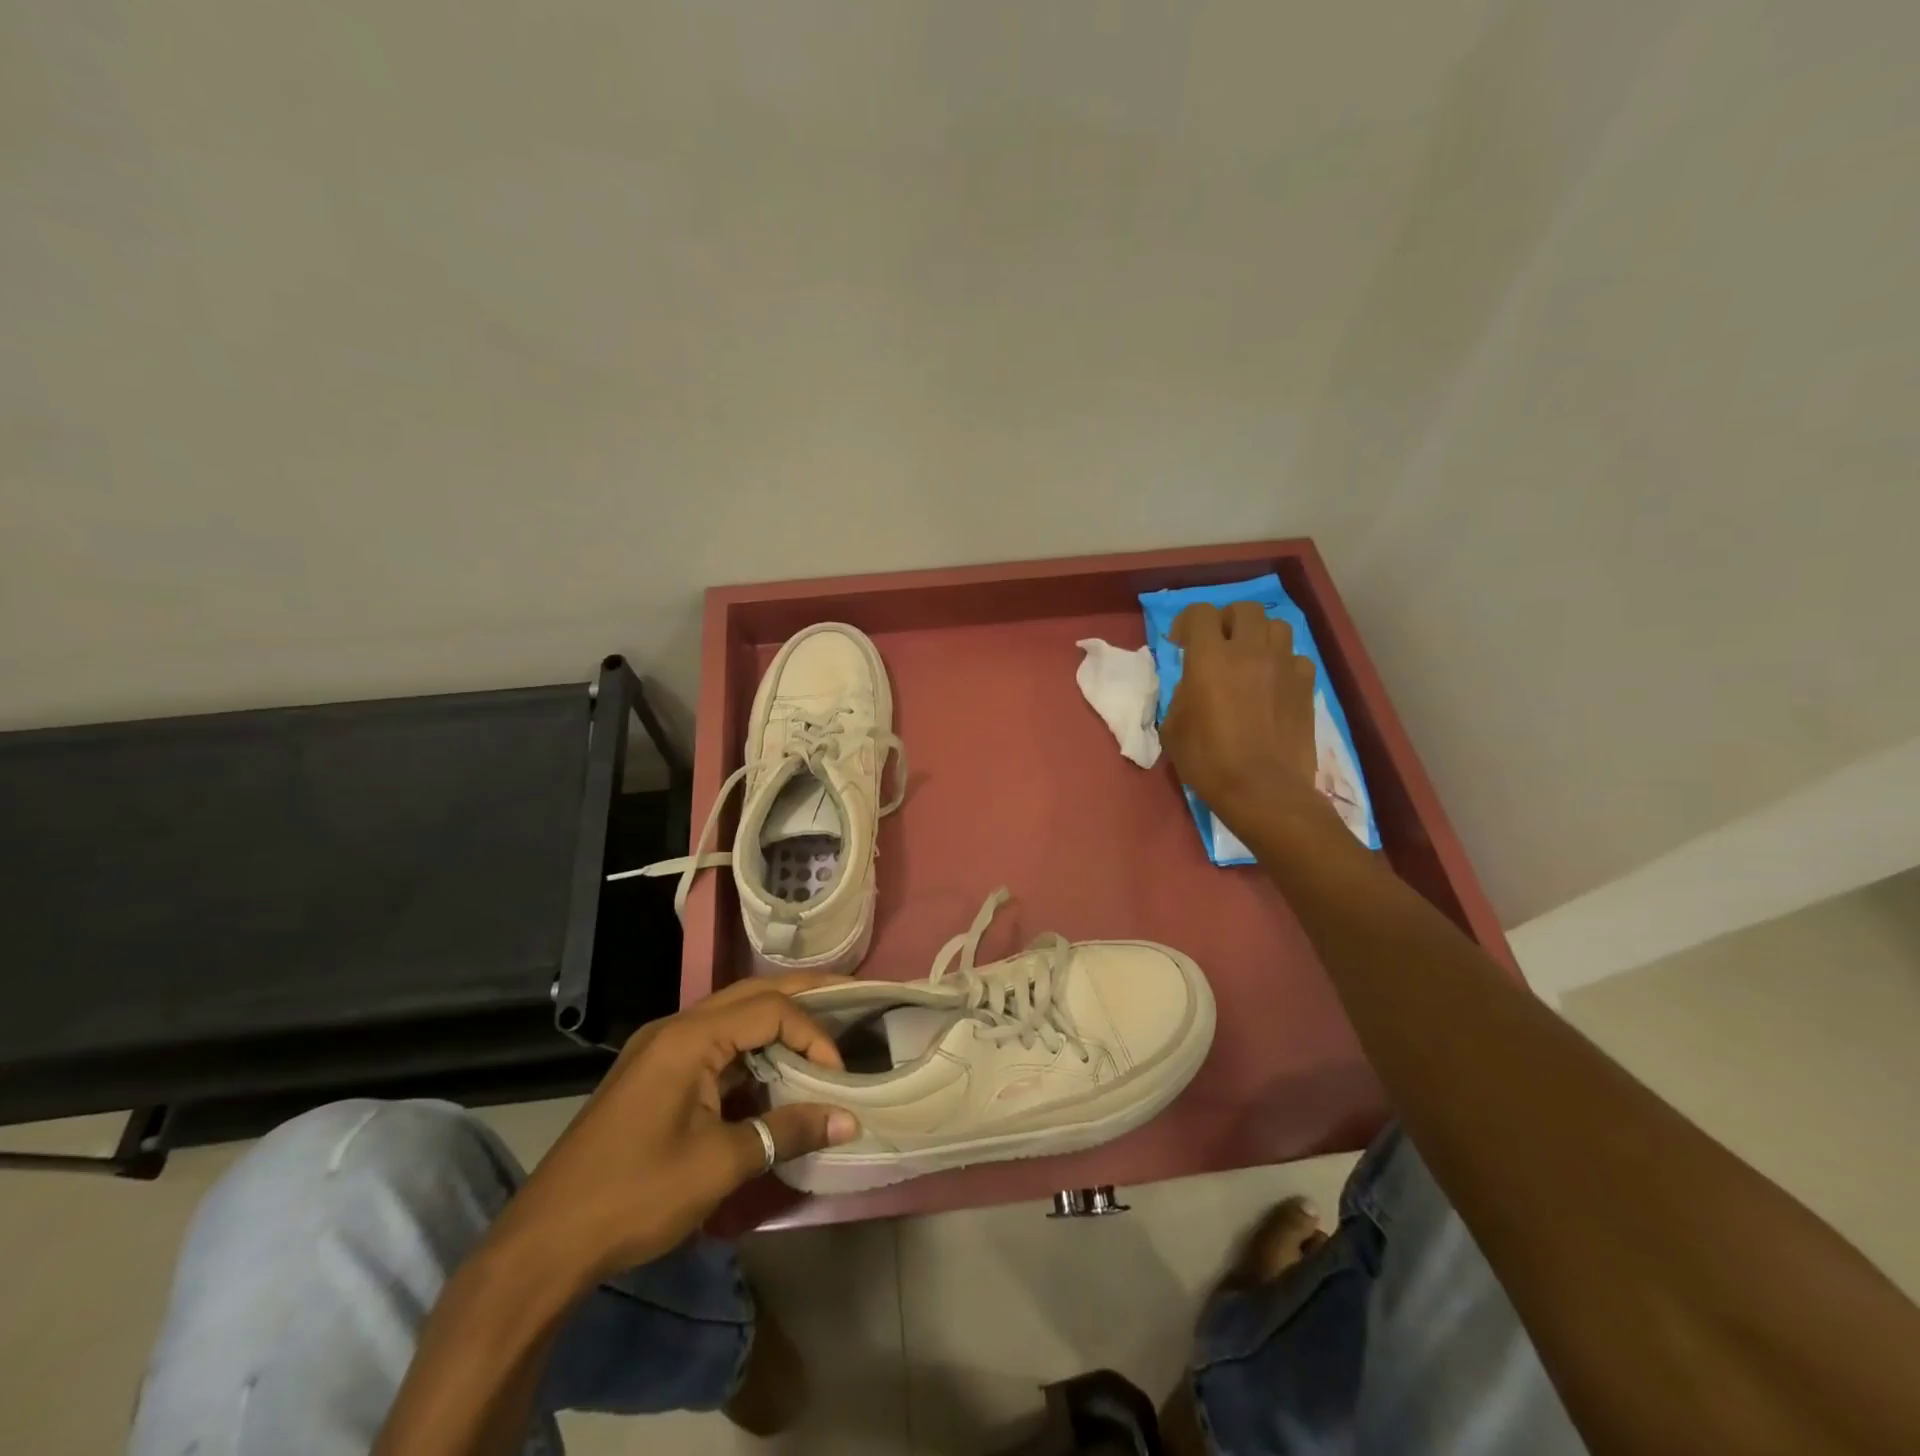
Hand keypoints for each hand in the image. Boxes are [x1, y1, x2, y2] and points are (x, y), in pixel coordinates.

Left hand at [498, 974, 858, 1282]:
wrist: (544, 1245)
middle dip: (802, 997)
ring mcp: (660, 1050)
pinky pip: (714, 1046)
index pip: (769, 1009)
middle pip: (751, 994)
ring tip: (819, 1036)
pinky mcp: (654, 1075)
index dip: (812, 1034)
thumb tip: (848, 1118)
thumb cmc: (635, 1194)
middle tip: (851, 999)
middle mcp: (675, 1028)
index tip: (837, 1075)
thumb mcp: (720, 1165)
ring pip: (732, 1018)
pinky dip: (749, 1053)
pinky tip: (772, 1077)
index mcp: (689, 1037)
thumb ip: (787, 1131)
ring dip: (775, 1026)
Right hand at [1161, 601, 1326, 827]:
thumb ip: (1181, 695)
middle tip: (1218, 646)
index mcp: (1210, 659)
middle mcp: (1249, 652)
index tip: (1180, 643)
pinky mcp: (1306, 686)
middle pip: (1243, 609)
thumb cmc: (1209, 762)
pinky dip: (1283, 665)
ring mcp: (1283, 666)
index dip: (1186, 622)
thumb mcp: (1174, 728)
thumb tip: (1192, 685)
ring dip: (1259, 637)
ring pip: (1276, 627)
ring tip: (1250, 660)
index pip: (1200, 613)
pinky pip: (1296, 658)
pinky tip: (1274, 685)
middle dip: (1226, 621)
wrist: (1263, 791)